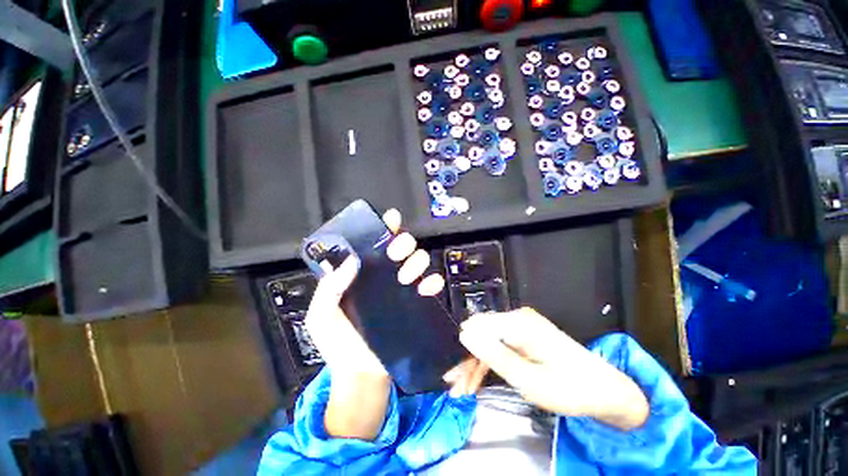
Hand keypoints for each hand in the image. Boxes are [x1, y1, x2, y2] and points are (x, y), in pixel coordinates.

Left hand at [304, 209, 444, 438]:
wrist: (360, 374)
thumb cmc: (339, 344)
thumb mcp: (322, 316)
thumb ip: (329, 288)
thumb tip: (351, 262)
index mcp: (363, 274)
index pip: (375, 244)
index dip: (385, 228)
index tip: (392, 219)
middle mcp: (386, 276)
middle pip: (402, 248)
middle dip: (403, 243)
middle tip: (396, 253)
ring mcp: (404, 289)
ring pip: (419, 262)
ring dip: (416, 262)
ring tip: (405, 278)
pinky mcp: (417, 304)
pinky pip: (431, 286)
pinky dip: (433, 282)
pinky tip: (427, 287)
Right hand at [455, 308, 648, 430]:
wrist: (604, 391)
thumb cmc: (569, 388)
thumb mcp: (529, 379)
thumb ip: (494, 354)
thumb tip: (465, 333)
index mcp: (519, 323)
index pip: (477, 328)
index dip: (464, 352)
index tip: (453, 379)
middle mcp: (517, 319)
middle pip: (482, 336)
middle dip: (467, 362)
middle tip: (456, 389)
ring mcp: (521, 326)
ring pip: (488, 342)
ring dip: (475, 365)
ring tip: (462, 388)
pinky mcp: (524, 336)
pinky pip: (499, 346)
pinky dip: (488, 363)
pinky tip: (476, 378)